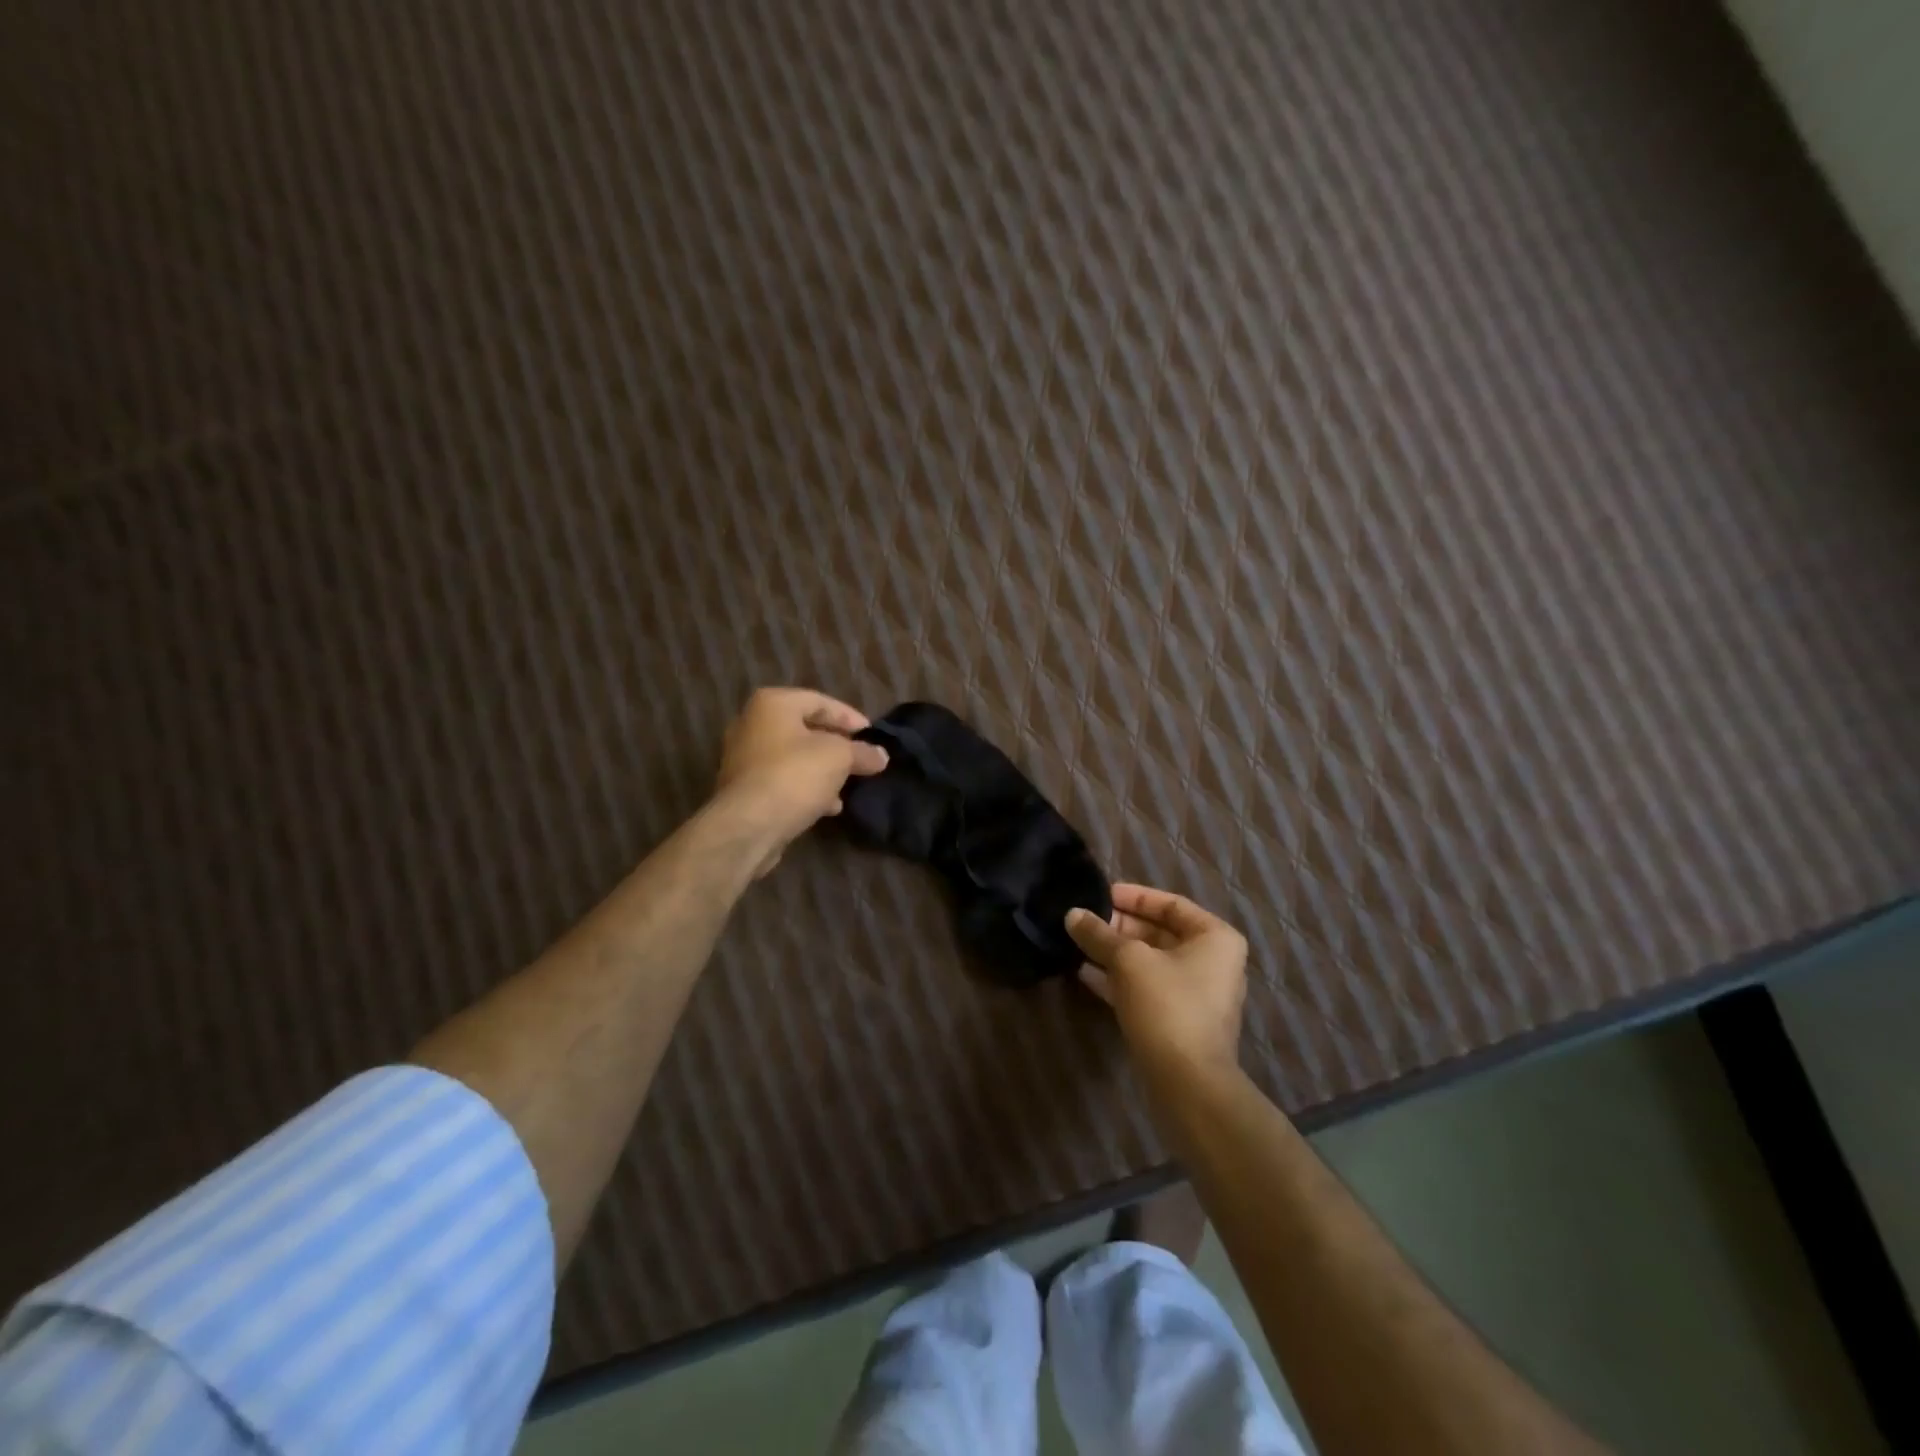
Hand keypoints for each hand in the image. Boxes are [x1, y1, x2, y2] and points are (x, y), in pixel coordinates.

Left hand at [714, 687, 888, 875]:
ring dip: (822, 770)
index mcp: (772, 704)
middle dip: (836, 746)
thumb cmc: (795, 775)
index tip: (872, 736)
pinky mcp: (743, 789)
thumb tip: (881, 755)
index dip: (850, 717)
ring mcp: (743, 758)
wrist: (748, 826)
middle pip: (805, 729)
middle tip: (861, 758)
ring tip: (848, 785)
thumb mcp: (840, 757)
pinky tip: (828, 806)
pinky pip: (782, 780)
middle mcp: (752, 724)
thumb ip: (862, 752)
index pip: (820, 701)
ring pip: (794, 758)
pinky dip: (805, 788)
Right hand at [1066, 884, 1247, 1078]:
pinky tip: (1085, 973)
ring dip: (1115, 952)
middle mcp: (1212, 961)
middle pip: (1159, 932)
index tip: (1099, 894)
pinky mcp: (1179, 1019)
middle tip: (1084, 921)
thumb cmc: (1167, 1005)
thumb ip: (1099, 934)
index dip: (1133, 896)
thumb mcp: (1128, 961)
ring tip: (1078, 943)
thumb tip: (1072, 914)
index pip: (1170, 903)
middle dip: (1119, 926)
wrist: (1187, 1082)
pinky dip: (1119, 978)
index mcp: (1215, 937)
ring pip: (1150, 961)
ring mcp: (1197, 993)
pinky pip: (1146, 987)